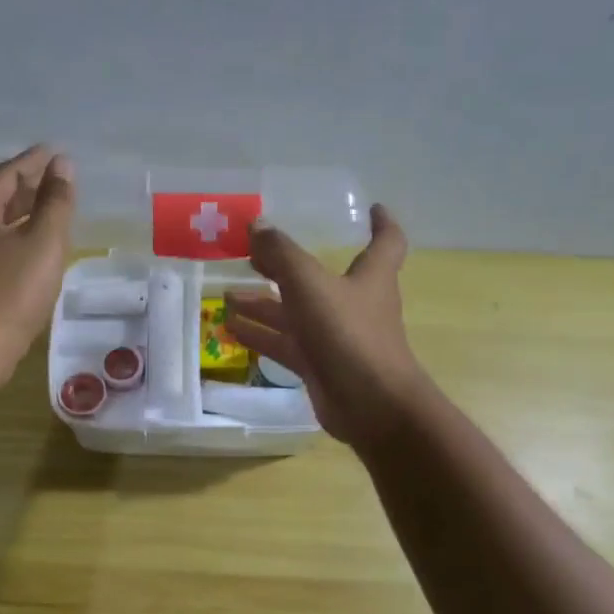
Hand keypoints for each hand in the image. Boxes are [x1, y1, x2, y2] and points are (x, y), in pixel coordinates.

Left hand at [0, 145, 75, 385]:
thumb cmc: (11, 290)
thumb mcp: (43, 241)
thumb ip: (56, 202)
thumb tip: (62, 165)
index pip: (6, 174)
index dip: (33, 161)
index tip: (55, 153)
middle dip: (27, 186)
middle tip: (55, 178)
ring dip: (22, 214)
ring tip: (48, 211)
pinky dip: (16, 239)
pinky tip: (32, 251)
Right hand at [225, 204, 432, 447]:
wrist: (370, 405)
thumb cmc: (349, 333)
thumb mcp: (310, 284)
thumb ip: (281, 253)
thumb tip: (256, 224)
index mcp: (370, 276)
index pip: (386, 242)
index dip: (381, 224)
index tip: (372, 208)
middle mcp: (355, 304)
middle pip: (320, 279)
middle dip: (288, 266)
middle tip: (255, 255)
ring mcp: (337, 338)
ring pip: (296, 314)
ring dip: (264, 304)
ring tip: (227, 294)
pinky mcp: (321, 367)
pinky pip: (286, 345)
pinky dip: (262, 335)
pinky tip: (231, 329)